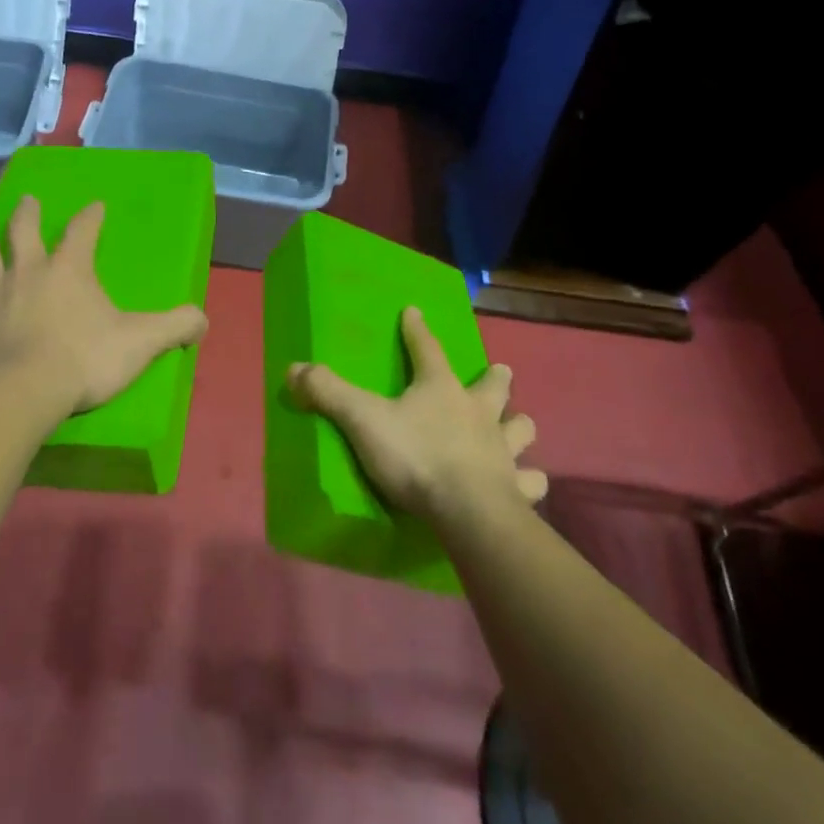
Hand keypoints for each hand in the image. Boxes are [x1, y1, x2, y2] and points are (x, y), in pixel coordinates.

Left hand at [0, 195, 207, 420]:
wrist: (23, 391)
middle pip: (24, 233)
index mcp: (70, 270)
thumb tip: (204, 319)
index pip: (83, 231)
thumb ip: (175, 326)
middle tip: (26, 200)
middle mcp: (28, 273)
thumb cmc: (84, 359)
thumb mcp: (141, 342)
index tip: (95, 205)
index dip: (91, 217)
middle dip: (28, 215)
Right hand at [288, 307, 545, 525]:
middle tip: (499, 372)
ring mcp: (503, 450)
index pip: (427, 349)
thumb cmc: (416, 457)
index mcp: (441, 389)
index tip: (414, 311)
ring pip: (521, 429)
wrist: (467, 512)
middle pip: (493, 386)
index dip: (418, 330)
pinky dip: (530, 479)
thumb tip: (292, 368)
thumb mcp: (363, 420)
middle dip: (495, 378)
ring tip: (519, 425)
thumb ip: (328, 393)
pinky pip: (531, 480)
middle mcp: (478, 412)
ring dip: (519, 425)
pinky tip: (529, 482)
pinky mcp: (517, 488)